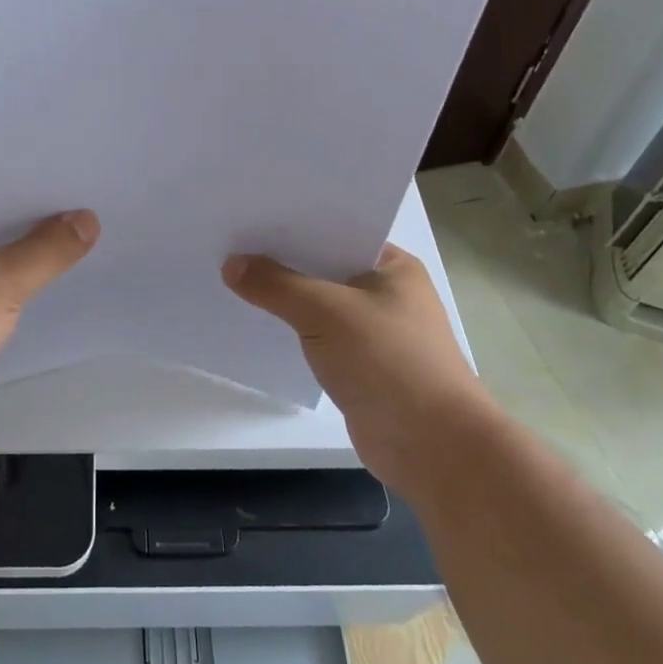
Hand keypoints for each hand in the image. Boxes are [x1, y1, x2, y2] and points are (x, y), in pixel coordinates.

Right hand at [223, 243, 487, 490]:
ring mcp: (375, 332)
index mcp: (393, 266)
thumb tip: (231, 264)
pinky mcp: (361, 366)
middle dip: (282, 261)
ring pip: (319, 305)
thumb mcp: (326, 313)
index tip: (249, 217)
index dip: (293, 225)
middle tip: (229, 245)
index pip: (336, 233)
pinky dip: (292, 331)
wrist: (433, 446)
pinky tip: (257, 324)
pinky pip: (318, 337)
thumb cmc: (389, 362)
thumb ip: (277, 285)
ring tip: (232, 280)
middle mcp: (386, 293)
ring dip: (285, 299)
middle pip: (324, 268)